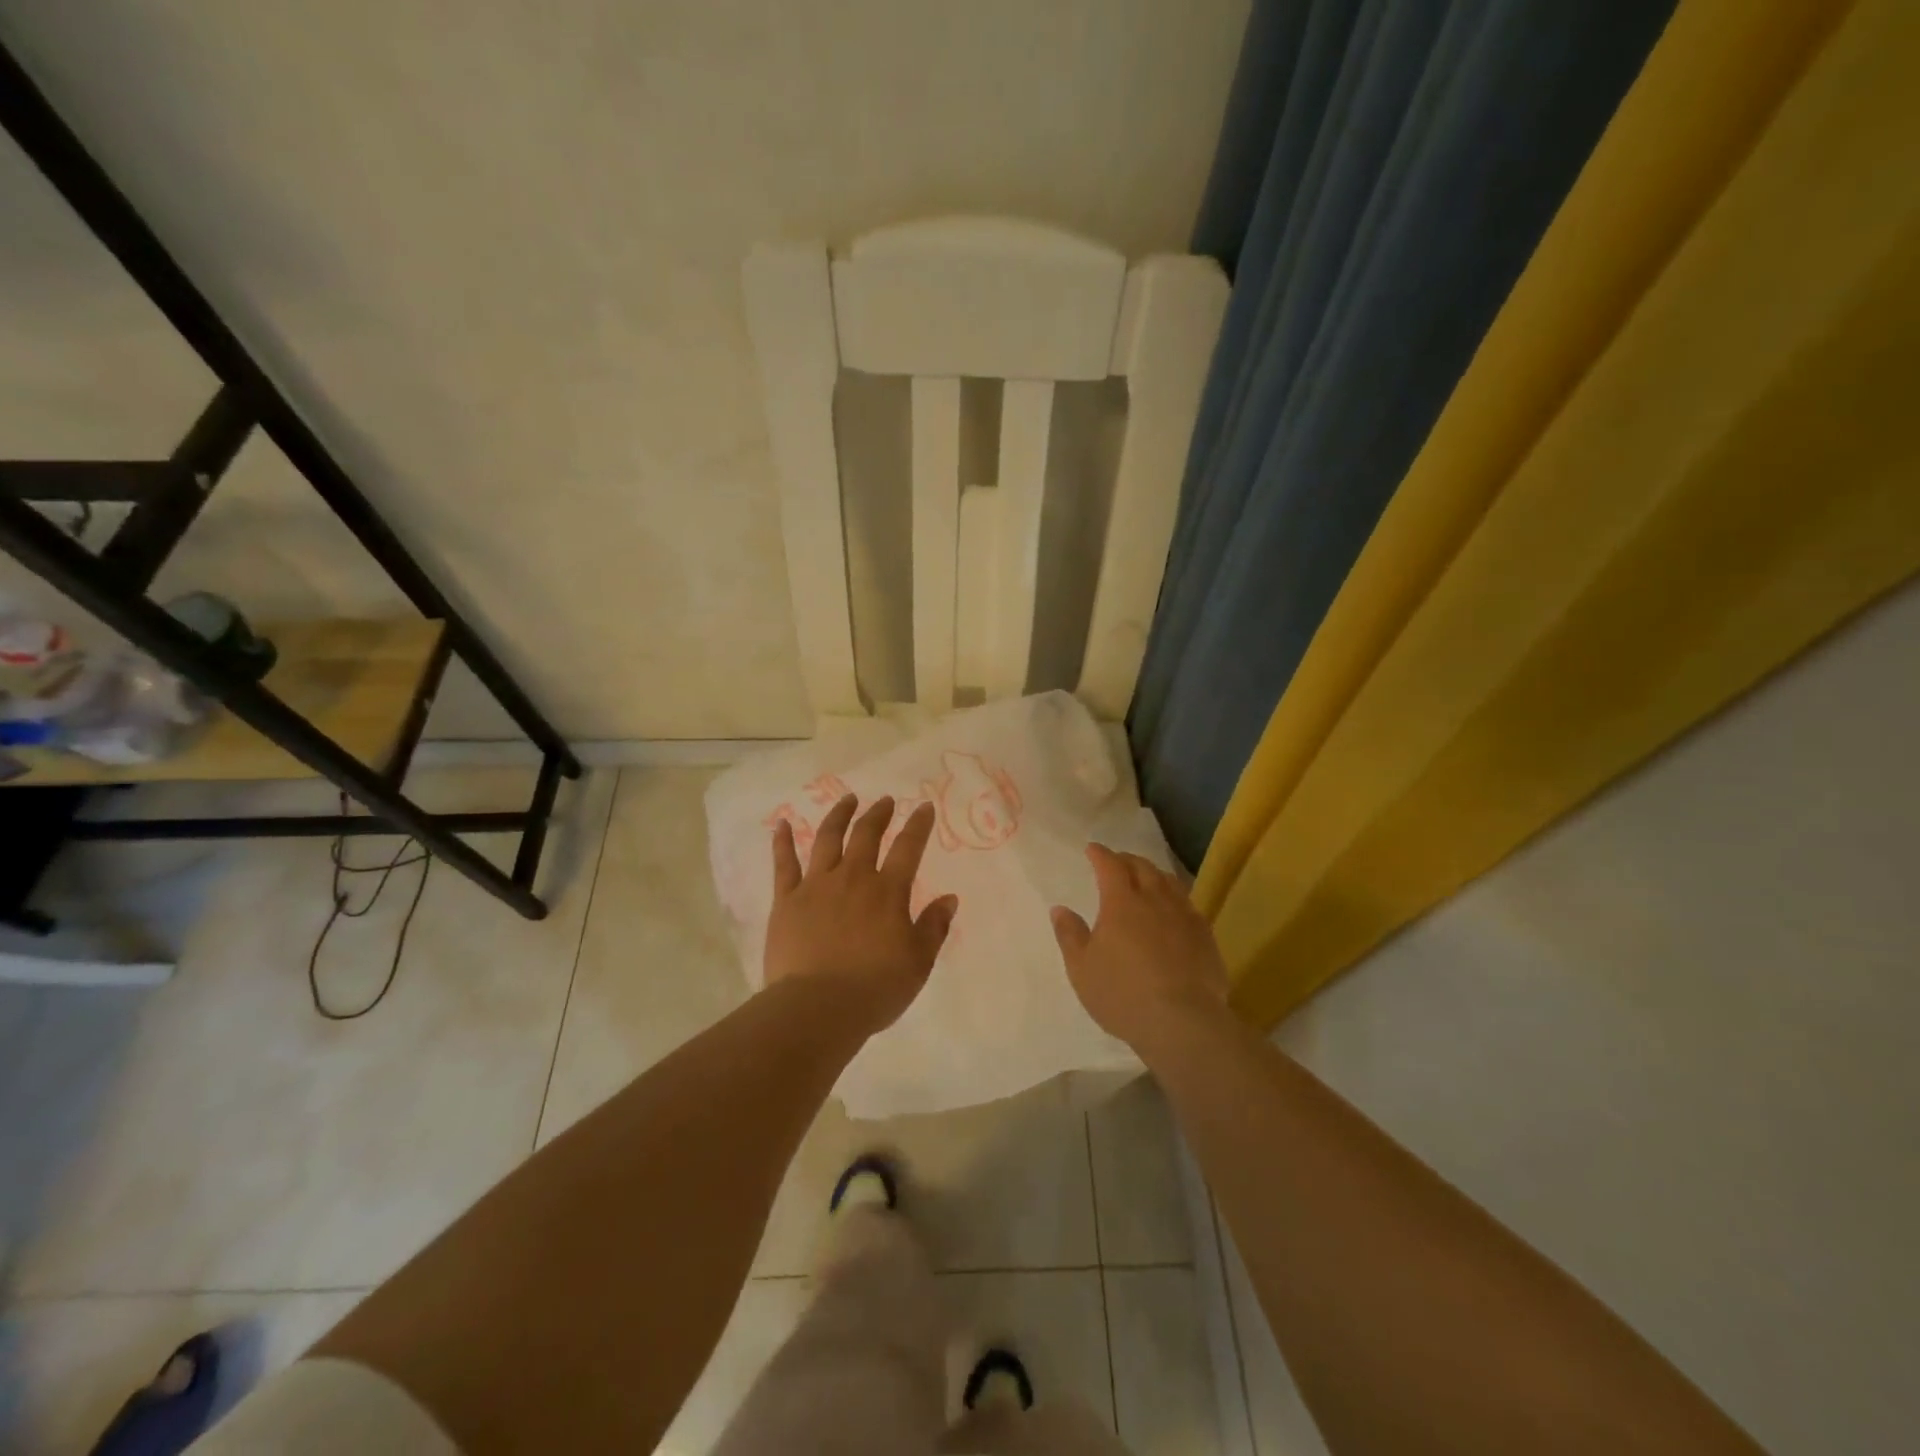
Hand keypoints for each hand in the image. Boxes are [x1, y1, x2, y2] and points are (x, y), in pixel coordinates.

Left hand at [766, 794, 958, 1034]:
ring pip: (827, 839)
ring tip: (847, 800)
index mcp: (888, 892)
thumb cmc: (874, 988)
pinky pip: (784, 864)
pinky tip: (780, 824)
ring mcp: (816, 886)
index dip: (918, 825)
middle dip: (878, 814)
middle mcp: (853, 878)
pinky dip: (782, 842)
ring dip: (839, 816)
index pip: (908, 848)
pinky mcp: (787, 900)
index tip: (924, 806)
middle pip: (866, 835)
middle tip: (885, 801)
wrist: (817, 1008)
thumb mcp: (918, 962)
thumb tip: (949, 898)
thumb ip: (934, 927)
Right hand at [1051, 843, 1229, 1053]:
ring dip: (1154, 874)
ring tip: (1147, 877)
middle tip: (1118, 861)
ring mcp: (1184, 917)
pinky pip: (1189, 905)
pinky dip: (1176, 898)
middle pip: (1143, 868)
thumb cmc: (1122, 994)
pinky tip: (1175, 909)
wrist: (1183, 1023)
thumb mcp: (1082, 969)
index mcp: (1121, 902)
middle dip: (1127, 860)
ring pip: (1170, 882)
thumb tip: (1060, 909)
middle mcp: (1155, 900)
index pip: (1110, 866)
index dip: (1100, 854)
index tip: (1093, 849)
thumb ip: (1070, 935)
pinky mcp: (1205, 937)